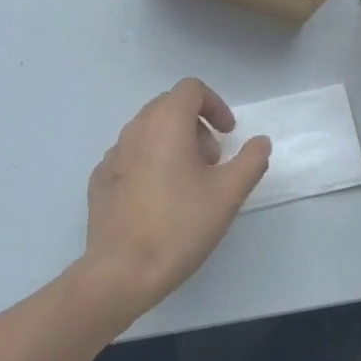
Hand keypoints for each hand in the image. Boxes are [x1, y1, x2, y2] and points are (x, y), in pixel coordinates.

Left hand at [76, 79, 271, 319]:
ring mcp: (112, 154)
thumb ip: (251, 161)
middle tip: (211, 161)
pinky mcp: (99, 179)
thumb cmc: (180, 225)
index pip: (190, 89)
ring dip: (172, 143)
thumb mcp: (228, 193)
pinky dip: (150, 162)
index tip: (227, 135)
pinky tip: (159, 199)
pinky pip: (130, 156)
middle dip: (196, 125)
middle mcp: (135, 129)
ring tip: (188, 183)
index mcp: (165, 123)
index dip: (215, 105)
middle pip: (168, 106)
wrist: (122, 271)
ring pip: (148, 131)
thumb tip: (260, 142)